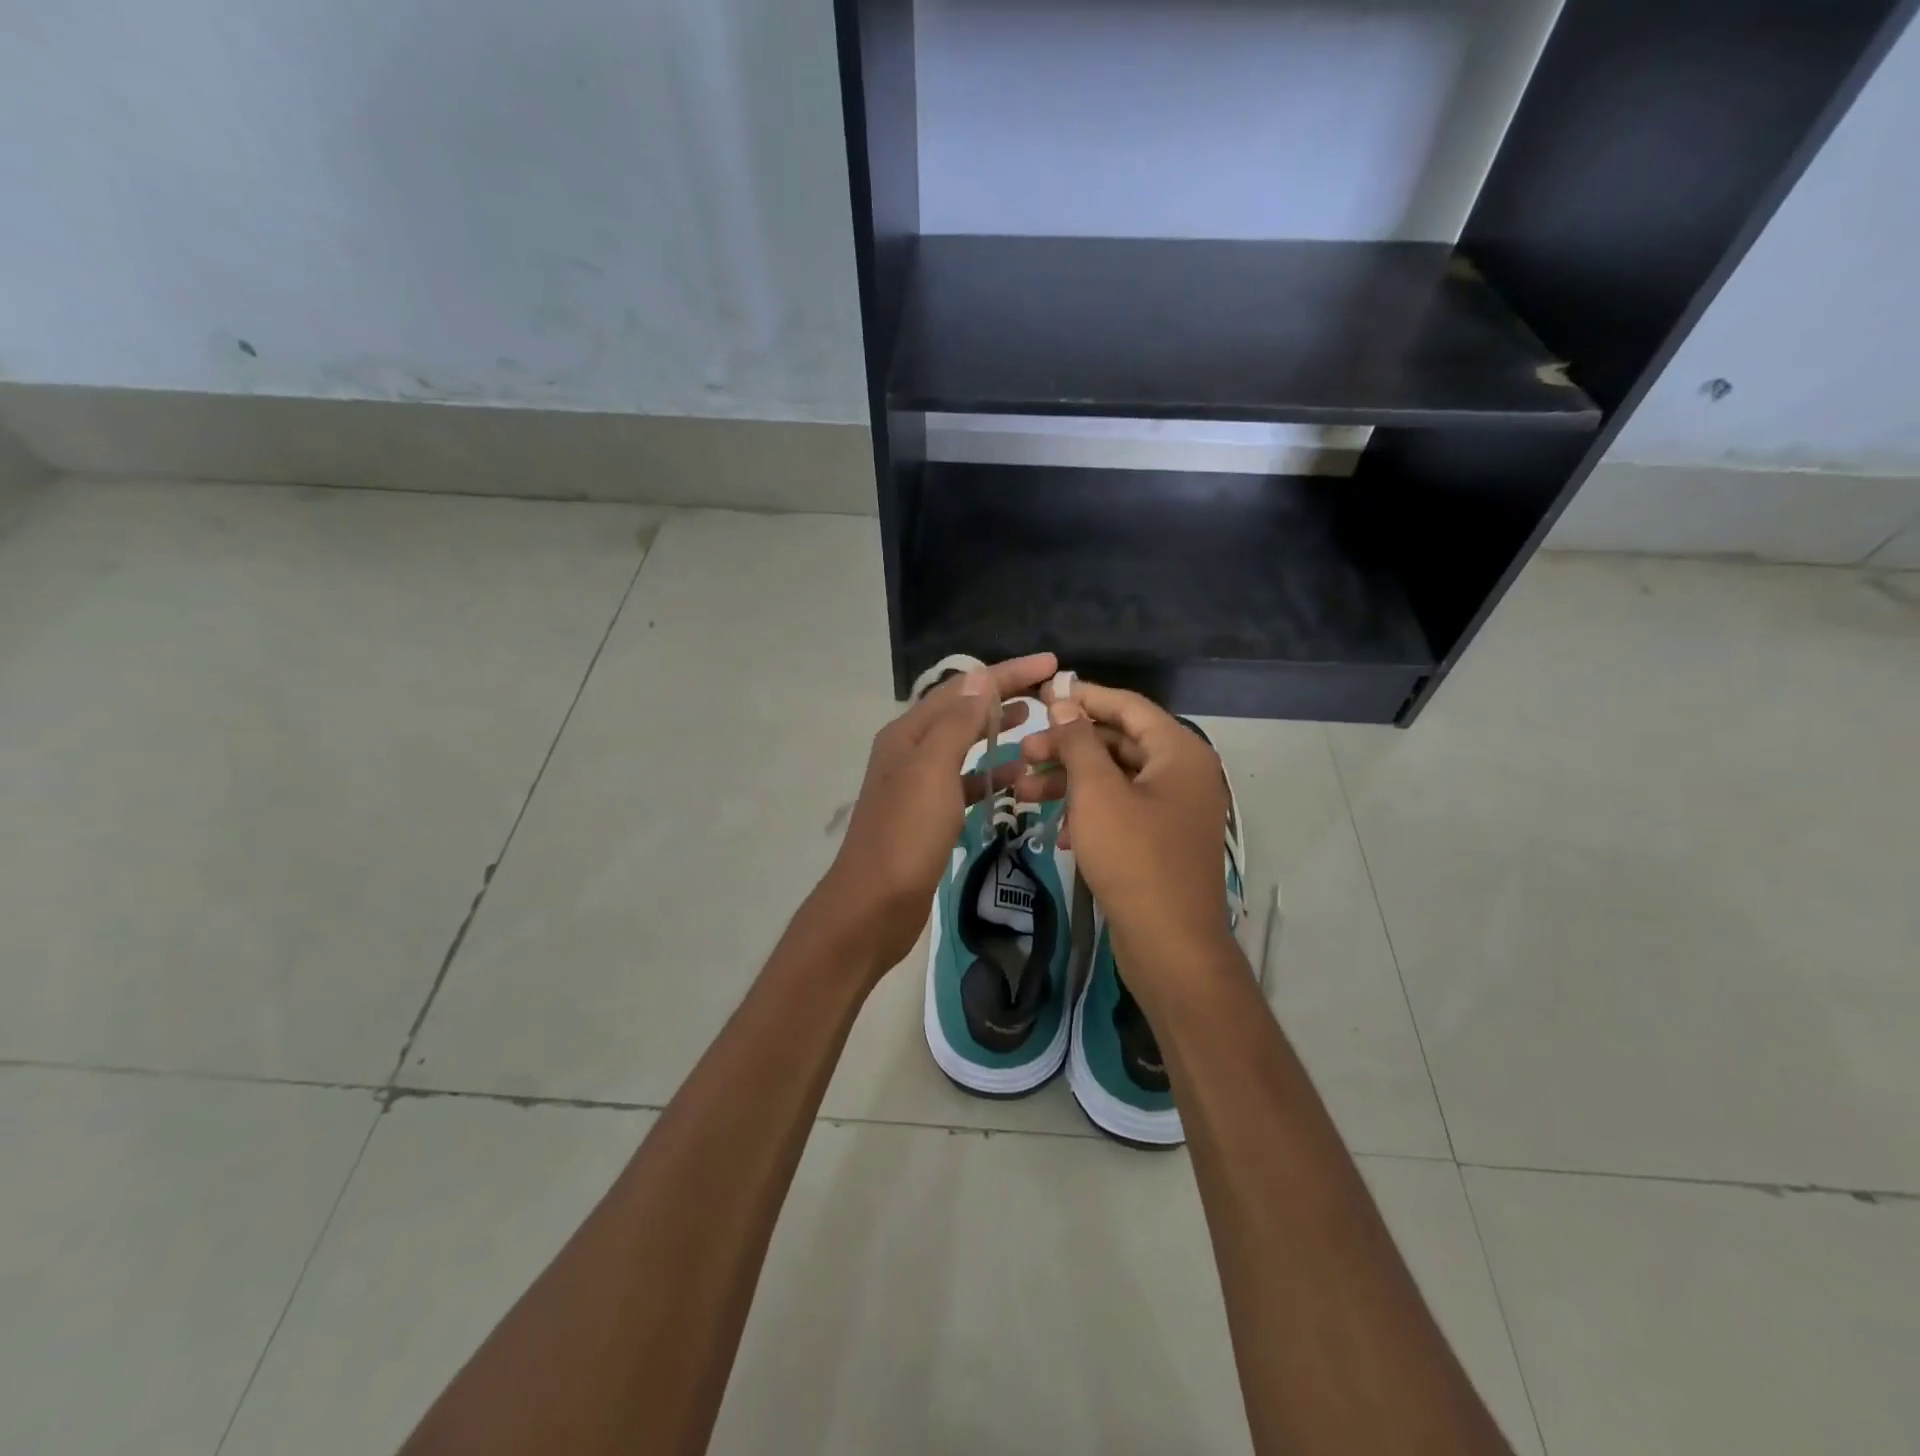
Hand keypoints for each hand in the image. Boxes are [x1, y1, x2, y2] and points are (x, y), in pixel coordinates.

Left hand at [810, 653, 1058, 976]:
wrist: (874, 905)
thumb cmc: (905, 835)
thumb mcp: (932, 771)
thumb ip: (956, 723)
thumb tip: (981, 678)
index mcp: (909, 733)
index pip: (963, 689)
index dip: (1007, 673)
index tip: (1051, 663)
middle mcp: (911, 751)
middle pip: (962, 712)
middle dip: (1003, 697)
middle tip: (1048, 693)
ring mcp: (918, 785)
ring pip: (965, 747)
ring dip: (997, 733)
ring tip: (1037, 725)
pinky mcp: (929, 815)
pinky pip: (965, 783)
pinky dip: (991, 776)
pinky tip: (1019, 779)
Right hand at [1016, 680, 1236, 996]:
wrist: (1171, 945)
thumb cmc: (1134, 858)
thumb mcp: (1097, 793)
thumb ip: (1078, 742)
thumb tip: (1064, 701)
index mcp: (1179, 752)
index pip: (1128, 706)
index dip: (1084, 697)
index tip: (1043, 696)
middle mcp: (1182, 773)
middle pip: (1118, 743)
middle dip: (1068, 747)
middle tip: (1024, 753)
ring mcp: (1174, 810)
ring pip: (1115, 779)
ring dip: (1071, 782)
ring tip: (1024, 792)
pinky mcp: (1161, 841)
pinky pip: (1122, 811)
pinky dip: (1090, 813)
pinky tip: (1061, 832)